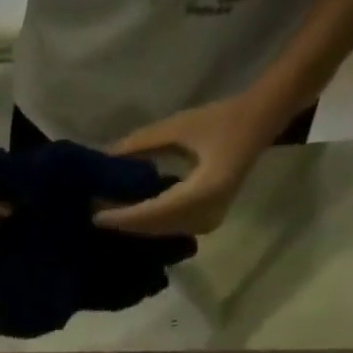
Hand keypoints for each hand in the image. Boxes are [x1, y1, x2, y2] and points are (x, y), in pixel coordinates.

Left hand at [93, 92, 280, 237]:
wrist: (260, 123)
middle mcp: (205, 216)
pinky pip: (168, 231)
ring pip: (159, 233)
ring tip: (105, 216)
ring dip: (133, 227)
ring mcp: (206, 224)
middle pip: (153, 229)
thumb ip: (141, 143)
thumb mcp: (179, 126)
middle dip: (123, 224)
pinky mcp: (204, 225)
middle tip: (92, 216)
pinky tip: (127, 218)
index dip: (122, 217)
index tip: (94, 216)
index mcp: (203, 193)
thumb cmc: (221, 119)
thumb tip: (105, 157)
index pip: (152, 213)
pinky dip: (147, 226)